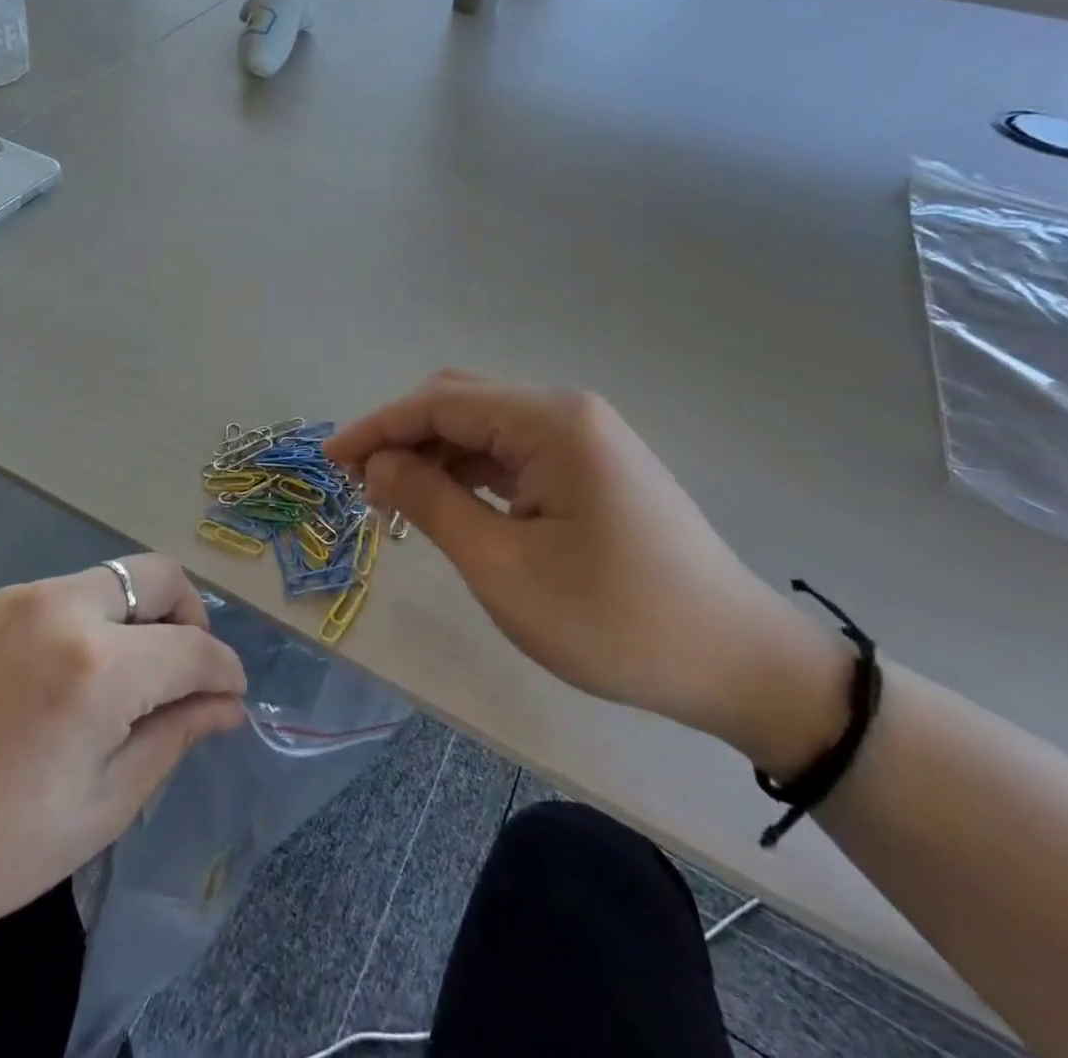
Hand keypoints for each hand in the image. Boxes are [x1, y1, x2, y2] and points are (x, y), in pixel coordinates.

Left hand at [0, 555, 246, 978]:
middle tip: (184, 674)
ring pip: (106, 581)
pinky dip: (84, 623)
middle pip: (156, 575)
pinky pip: (56, 597)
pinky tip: (57, 681)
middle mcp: (62, 607)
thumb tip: (226, 706)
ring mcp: (13, 598)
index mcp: (99, 664)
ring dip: (134, 618)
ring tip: (120, 684)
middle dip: (188, 616)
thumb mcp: (97, 810)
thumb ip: (172, 739)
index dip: (225, 671)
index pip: (195, 647)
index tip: (231, 696)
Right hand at [327, 372, 848, 776]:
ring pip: (486, 427)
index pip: (440, 403)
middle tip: (361, 484)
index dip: (377, 427)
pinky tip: (448, 502)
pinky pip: (514, 454)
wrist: (739, 664)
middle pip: (461, 402)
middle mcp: (567, 412)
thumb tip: (378, 464)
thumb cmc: (614, 619)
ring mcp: (585, 439)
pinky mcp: (593, 468)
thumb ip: (431, 503)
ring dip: (434, 454)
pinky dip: (470, 471)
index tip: (329, 460)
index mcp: (550, 421)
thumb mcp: (504, 566)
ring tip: (394, 499)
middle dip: (403, 435)